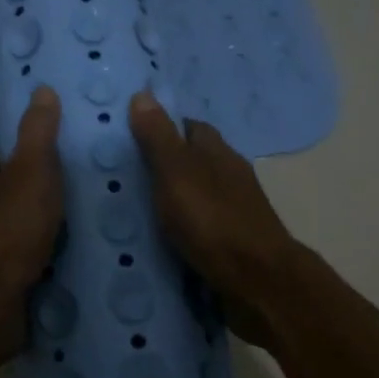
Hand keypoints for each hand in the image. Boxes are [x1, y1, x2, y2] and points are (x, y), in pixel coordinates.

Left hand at [0, 86, 63, 365]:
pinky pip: (15, 261)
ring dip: (28, 223)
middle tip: (64, 182)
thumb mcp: (32, 170)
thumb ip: (38, 132)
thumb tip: (41, 88)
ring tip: (72, 219)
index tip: (38, 144)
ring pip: (3, 226)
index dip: (6, 146)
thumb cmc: (9, 229)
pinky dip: (33, 257)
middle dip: (19, 186)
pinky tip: (63, 258)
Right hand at [128, 90, 299, 347]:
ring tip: (130, 210)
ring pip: (196, 195)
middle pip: (193, 161)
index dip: (162, 127)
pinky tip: (158, 240)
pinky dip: (180, 229)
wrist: (258, 284)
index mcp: (218, 154)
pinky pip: (199, 227)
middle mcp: (229, 177)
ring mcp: (234, 212)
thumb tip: (143, 94)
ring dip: (170, 200)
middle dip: (162, 166)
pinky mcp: (232, 244)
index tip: (129, 136)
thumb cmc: (214, 222)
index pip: (189, 127)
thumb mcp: (177, 174)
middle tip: (120, 176)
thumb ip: (159, 138)